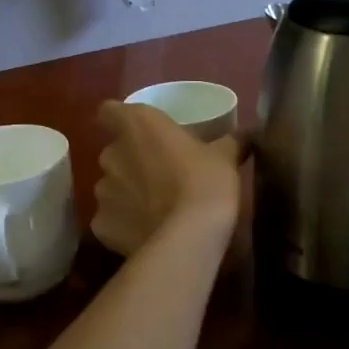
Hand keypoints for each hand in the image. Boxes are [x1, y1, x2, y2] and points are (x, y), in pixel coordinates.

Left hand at [91, 101, 243, 256]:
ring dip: (127, 192)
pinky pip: (111, 219)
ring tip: (155, 207)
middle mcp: (111, 154)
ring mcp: (102, 192)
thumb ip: (231, 141)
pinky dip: (124, 223)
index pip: (110, 111)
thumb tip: (247, 135)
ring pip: (110, 187)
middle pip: (114, 152)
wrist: (188, 238)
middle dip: (131, 161)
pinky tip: (147, 231)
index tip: (141, 131)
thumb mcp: (225, 157)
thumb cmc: (205, 182)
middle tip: (160, 172)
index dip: (120, 119)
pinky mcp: (101, 225)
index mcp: (137, 125)